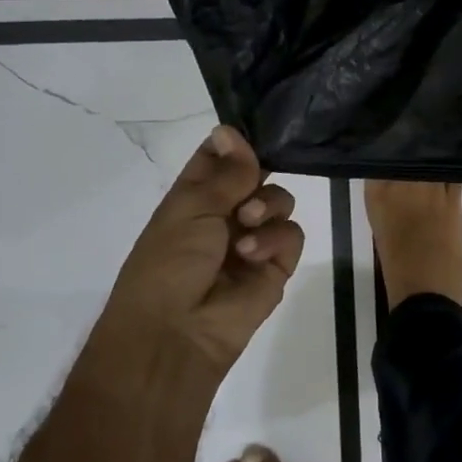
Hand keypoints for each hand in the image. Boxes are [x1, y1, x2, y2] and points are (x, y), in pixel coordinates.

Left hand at [96, 125, 303, 382]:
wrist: (175, 332)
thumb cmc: (169, 262)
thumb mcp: (191, 207)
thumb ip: (226, 172)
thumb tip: (231, 129)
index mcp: (193, 197)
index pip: (220, 158)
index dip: (234, 144)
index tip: (248, 134)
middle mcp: (224, 215)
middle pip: (257, 175)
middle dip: (257, 175)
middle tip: (247, 187)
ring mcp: (252, 241)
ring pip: (280, 201)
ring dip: (267, 207)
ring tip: (247, 225)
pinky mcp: (275, 268)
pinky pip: (292, 235)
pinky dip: (276, 239)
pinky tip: (252, 254)